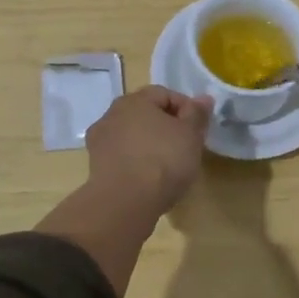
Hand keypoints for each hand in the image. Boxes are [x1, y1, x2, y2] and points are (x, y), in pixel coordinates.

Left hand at [84, 85, 213, 217]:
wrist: (125, 203)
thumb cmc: (163, 160)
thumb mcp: (191, 135)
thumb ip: (197, 113)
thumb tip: (203, 98)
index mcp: (134, 100)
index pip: (165, 94)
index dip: (186, 109)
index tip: (198, 130)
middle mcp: (112, 114)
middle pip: (146, 113)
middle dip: (166, 126)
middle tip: (185, 146)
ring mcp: (99, 141)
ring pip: (132, 135)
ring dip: (149, 143)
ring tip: (168, 164)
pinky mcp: (95, 166)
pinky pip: (122, 156)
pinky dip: (136, 161)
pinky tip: (148, 178)